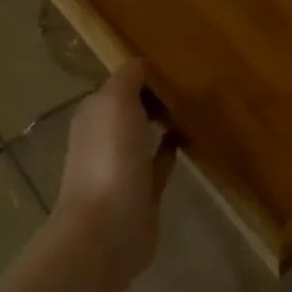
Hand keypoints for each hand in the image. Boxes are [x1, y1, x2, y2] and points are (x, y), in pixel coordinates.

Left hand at [54, 59, 175, 283]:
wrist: (108, 227)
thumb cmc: (109, 159)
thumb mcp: (115, 103)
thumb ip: (128, 78)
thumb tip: (143, 64)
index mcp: (94, 114)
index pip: (121, 84)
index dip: (145, 75)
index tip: (178, 66)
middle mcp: (105, 137)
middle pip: (133, 108)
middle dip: (156, 97)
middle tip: (194, 85)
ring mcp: (124, 166)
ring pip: (146, 135)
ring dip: (165, 122)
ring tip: (196, 107)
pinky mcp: (144, 191)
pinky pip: (160, 162)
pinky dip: (171, 150)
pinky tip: (190, 139)